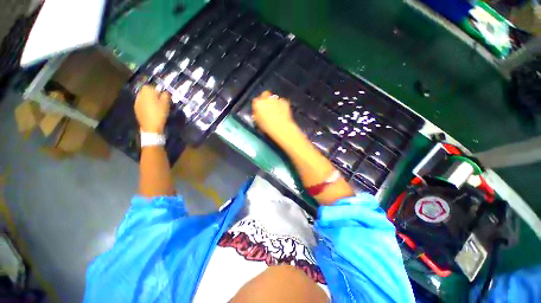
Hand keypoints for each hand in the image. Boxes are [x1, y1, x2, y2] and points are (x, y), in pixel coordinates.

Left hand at [134, 85, 170, 132]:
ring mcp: (136, 102)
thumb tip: (165, 92)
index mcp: (146, 91)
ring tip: (156, 107)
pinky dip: (146, 105)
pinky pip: (142, 104)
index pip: (151, 86)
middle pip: (146, 92)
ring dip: (149, 100)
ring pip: (144, 98)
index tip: (163, 96)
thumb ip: (166, 95)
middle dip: (152, 95)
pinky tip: (151, 111)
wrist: (151, 126)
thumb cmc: (159, 113)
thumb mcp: (166, 104)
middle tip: (160, 101)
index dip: (157, 90)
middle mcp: (139, 95)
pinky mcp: (136, 109)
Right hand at [252, 91, 294, 139]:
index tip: (260, 109)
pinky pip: (281, 102)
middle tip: (268, 108)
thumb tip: (257, 113)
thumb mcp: (258, 122)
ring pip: (274, 98)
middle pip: (264, 95)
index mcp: (258, 104)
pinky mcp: (284, 101)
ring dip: (274, 103)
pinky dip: (281, 105)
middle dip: (266, 100)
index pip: (255, 101)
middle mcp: (266, 99)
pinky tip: (282, 112)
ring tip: (276, 112)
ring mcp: (276, 99)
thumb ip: (257, 115)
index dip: (258, 105)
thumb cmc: (268, 127)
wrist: (281, 128)